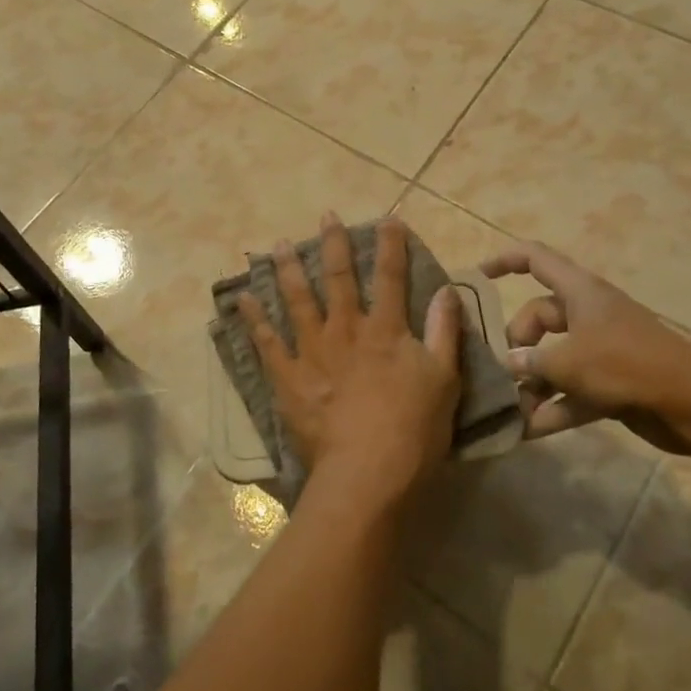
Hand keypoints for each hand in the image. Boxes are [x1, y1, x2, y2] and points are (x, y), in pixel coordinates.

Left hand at [238, 214, 462, 507]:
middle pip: (338, 279)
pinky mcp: (288, 377)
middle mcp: (345, 330)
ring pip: (296, 300)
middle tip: (326, 216)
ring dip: (288, 269)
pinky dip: (254, 318)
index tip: (388, 219)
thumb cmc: (413, 430)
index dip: (390, 245)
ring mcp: (311, 352)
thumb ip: (443, 332)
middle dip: (333, 245)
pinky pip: (266, 342)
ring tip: (280, 244)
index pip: (390, 277)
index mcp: (384, 330)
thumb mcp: (444, 380)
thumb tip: (447, 290)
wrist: (367, 474)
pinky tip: (243, 298)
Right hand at [480, 241, 690, 451]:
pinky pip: (571, 390)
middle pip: (539, 317)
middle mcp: (588, 314)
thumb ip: (530, 361)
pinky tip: (527, 432)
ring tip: (508, 408)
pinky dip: (552, 407)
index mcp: (579, 291)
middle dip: (517, 343)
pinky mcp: (611, 382)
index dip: (504, 261)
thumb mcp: (567, 361)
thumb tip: (506, 364)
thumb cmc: (624, 365)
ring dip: (532, 382)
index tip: (477, 278)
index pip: (535, 259)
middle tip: (502, 370)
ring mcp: (601, 349)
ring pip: (554, 357)